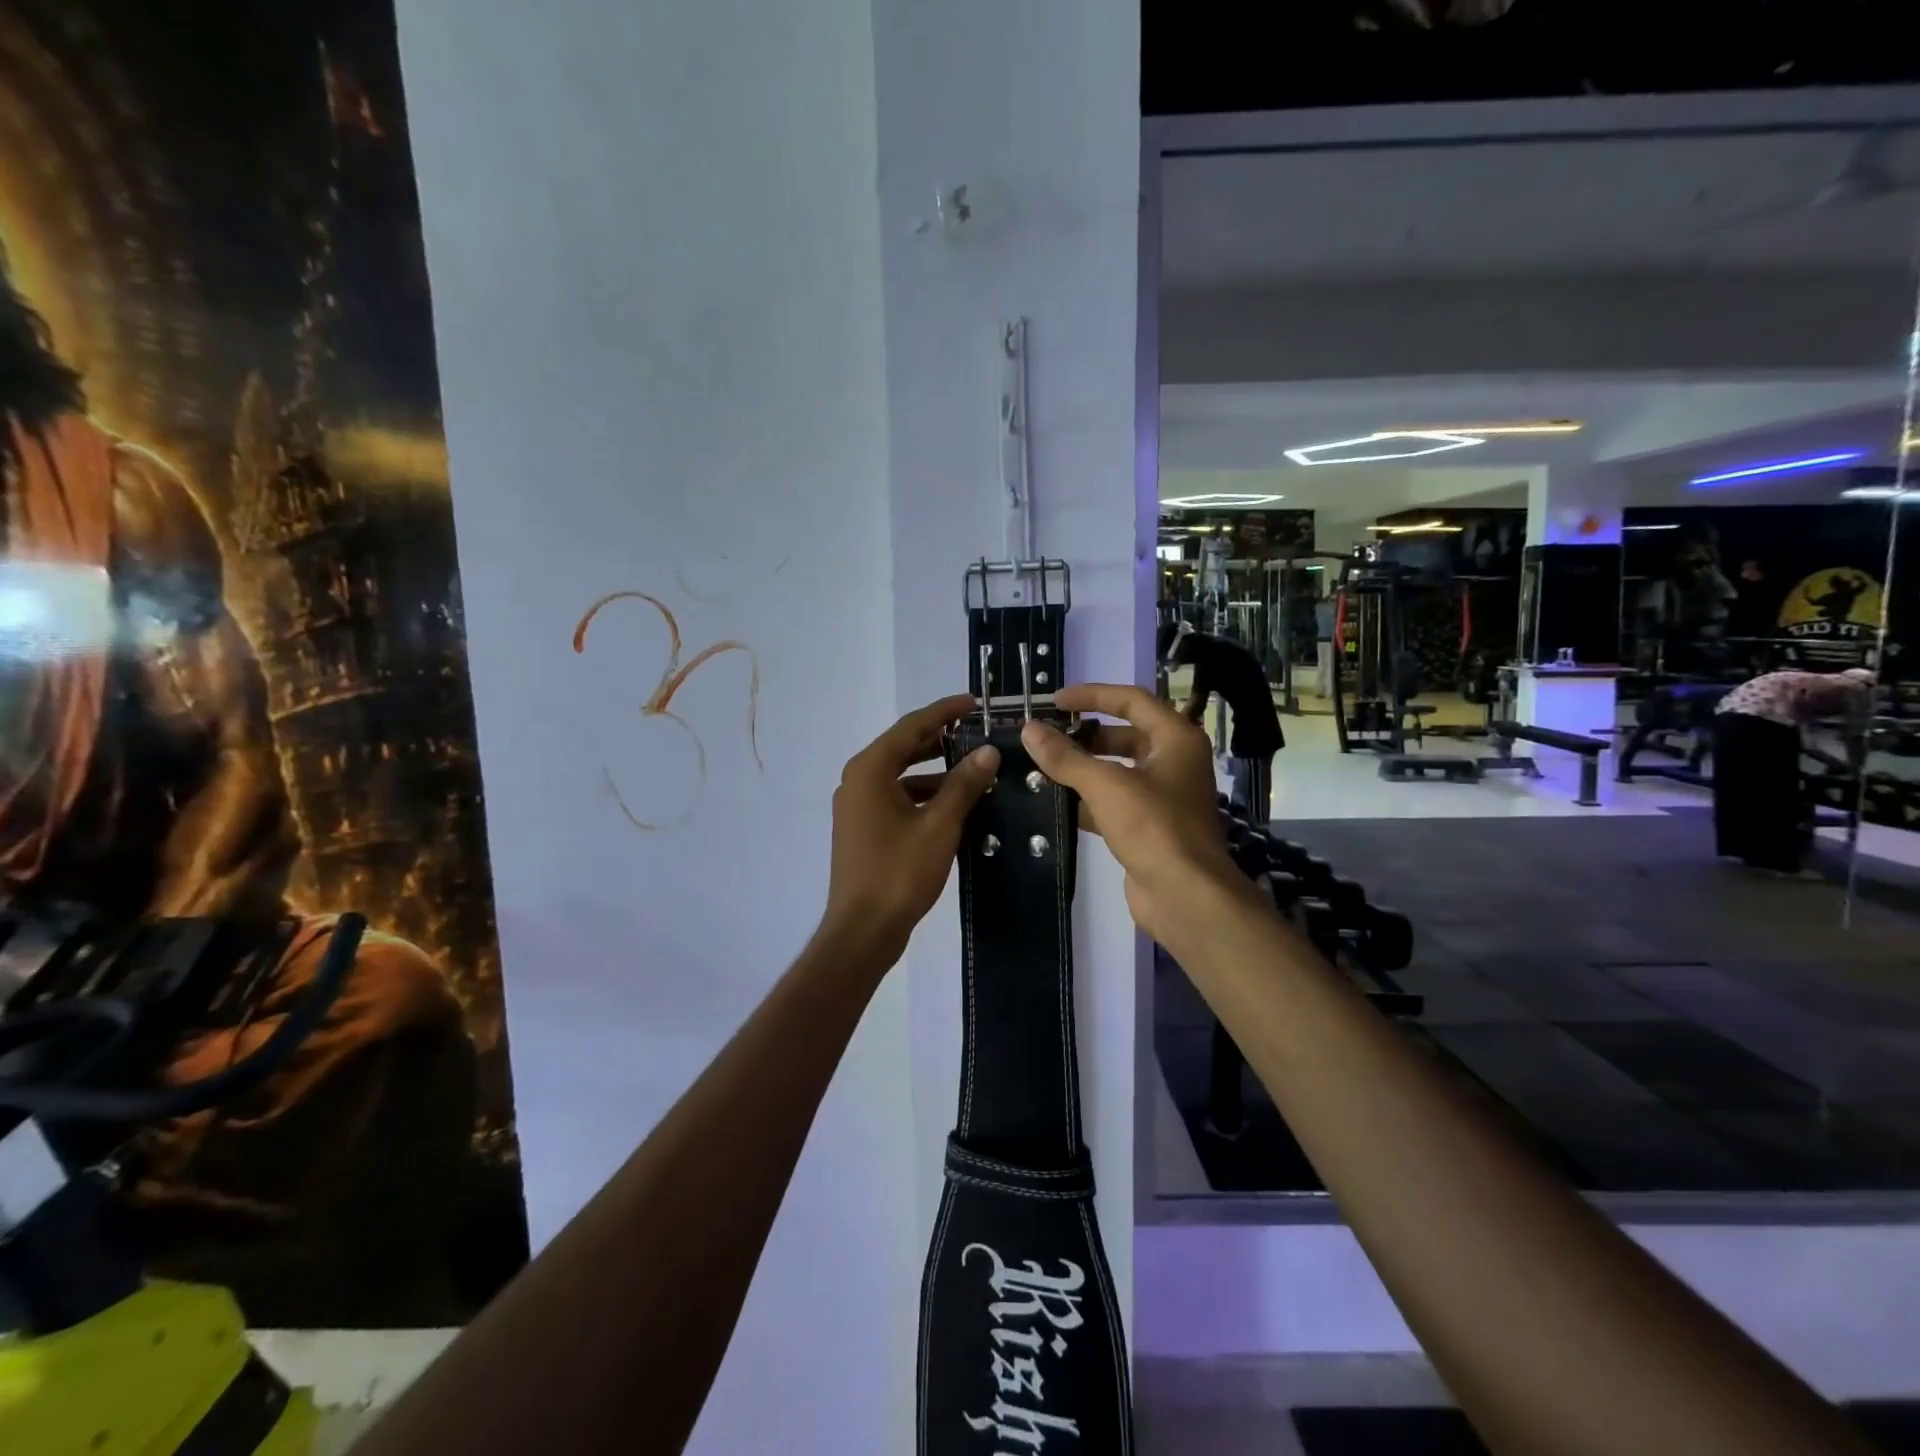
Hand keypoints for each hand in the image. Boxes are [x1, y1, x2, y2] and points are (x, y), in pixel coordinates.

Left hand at [822, 694, 1000, 959]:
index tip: (975, 703)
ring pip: (901, 775)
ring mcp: (858, 806)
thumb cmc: (899, 872)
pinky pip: (896, 797)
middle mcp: (858, 780)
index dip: (944, 711)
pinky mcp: (863, 828)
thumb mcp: (939, 825)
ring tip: (973, 767)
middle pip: (903, 747)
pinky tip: (954, 804)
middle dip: (940, 738)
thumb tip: (988, 751)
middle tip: (977, 731)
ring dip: (934, 769)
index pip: (911, 727)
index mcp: (870, 770)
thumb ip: (964, 784)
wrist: (863, 929)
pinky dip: (923, 794)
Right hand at [1019, 684, 1248, 949]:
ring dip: (1083, 768)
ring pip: (1118, 770)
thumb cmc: (1153, 827)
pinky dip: (1088, 799)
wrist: (1185, 897)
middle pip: (1125, 735)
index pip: (1131, 701)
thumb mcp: (1105, 785)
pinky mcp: (1150, 827)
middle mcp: (1174, 762)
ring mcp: (1164, 797)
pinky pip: (1114, 802)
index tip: (1055, 701)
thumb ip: (1065, 757)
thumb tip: (1029, 729)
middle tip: (1046, 737)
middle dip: (1085, 735)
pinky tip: (1055, 803)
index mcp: (1176, 739)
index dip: (1092, 695)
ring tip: (1043, 767)